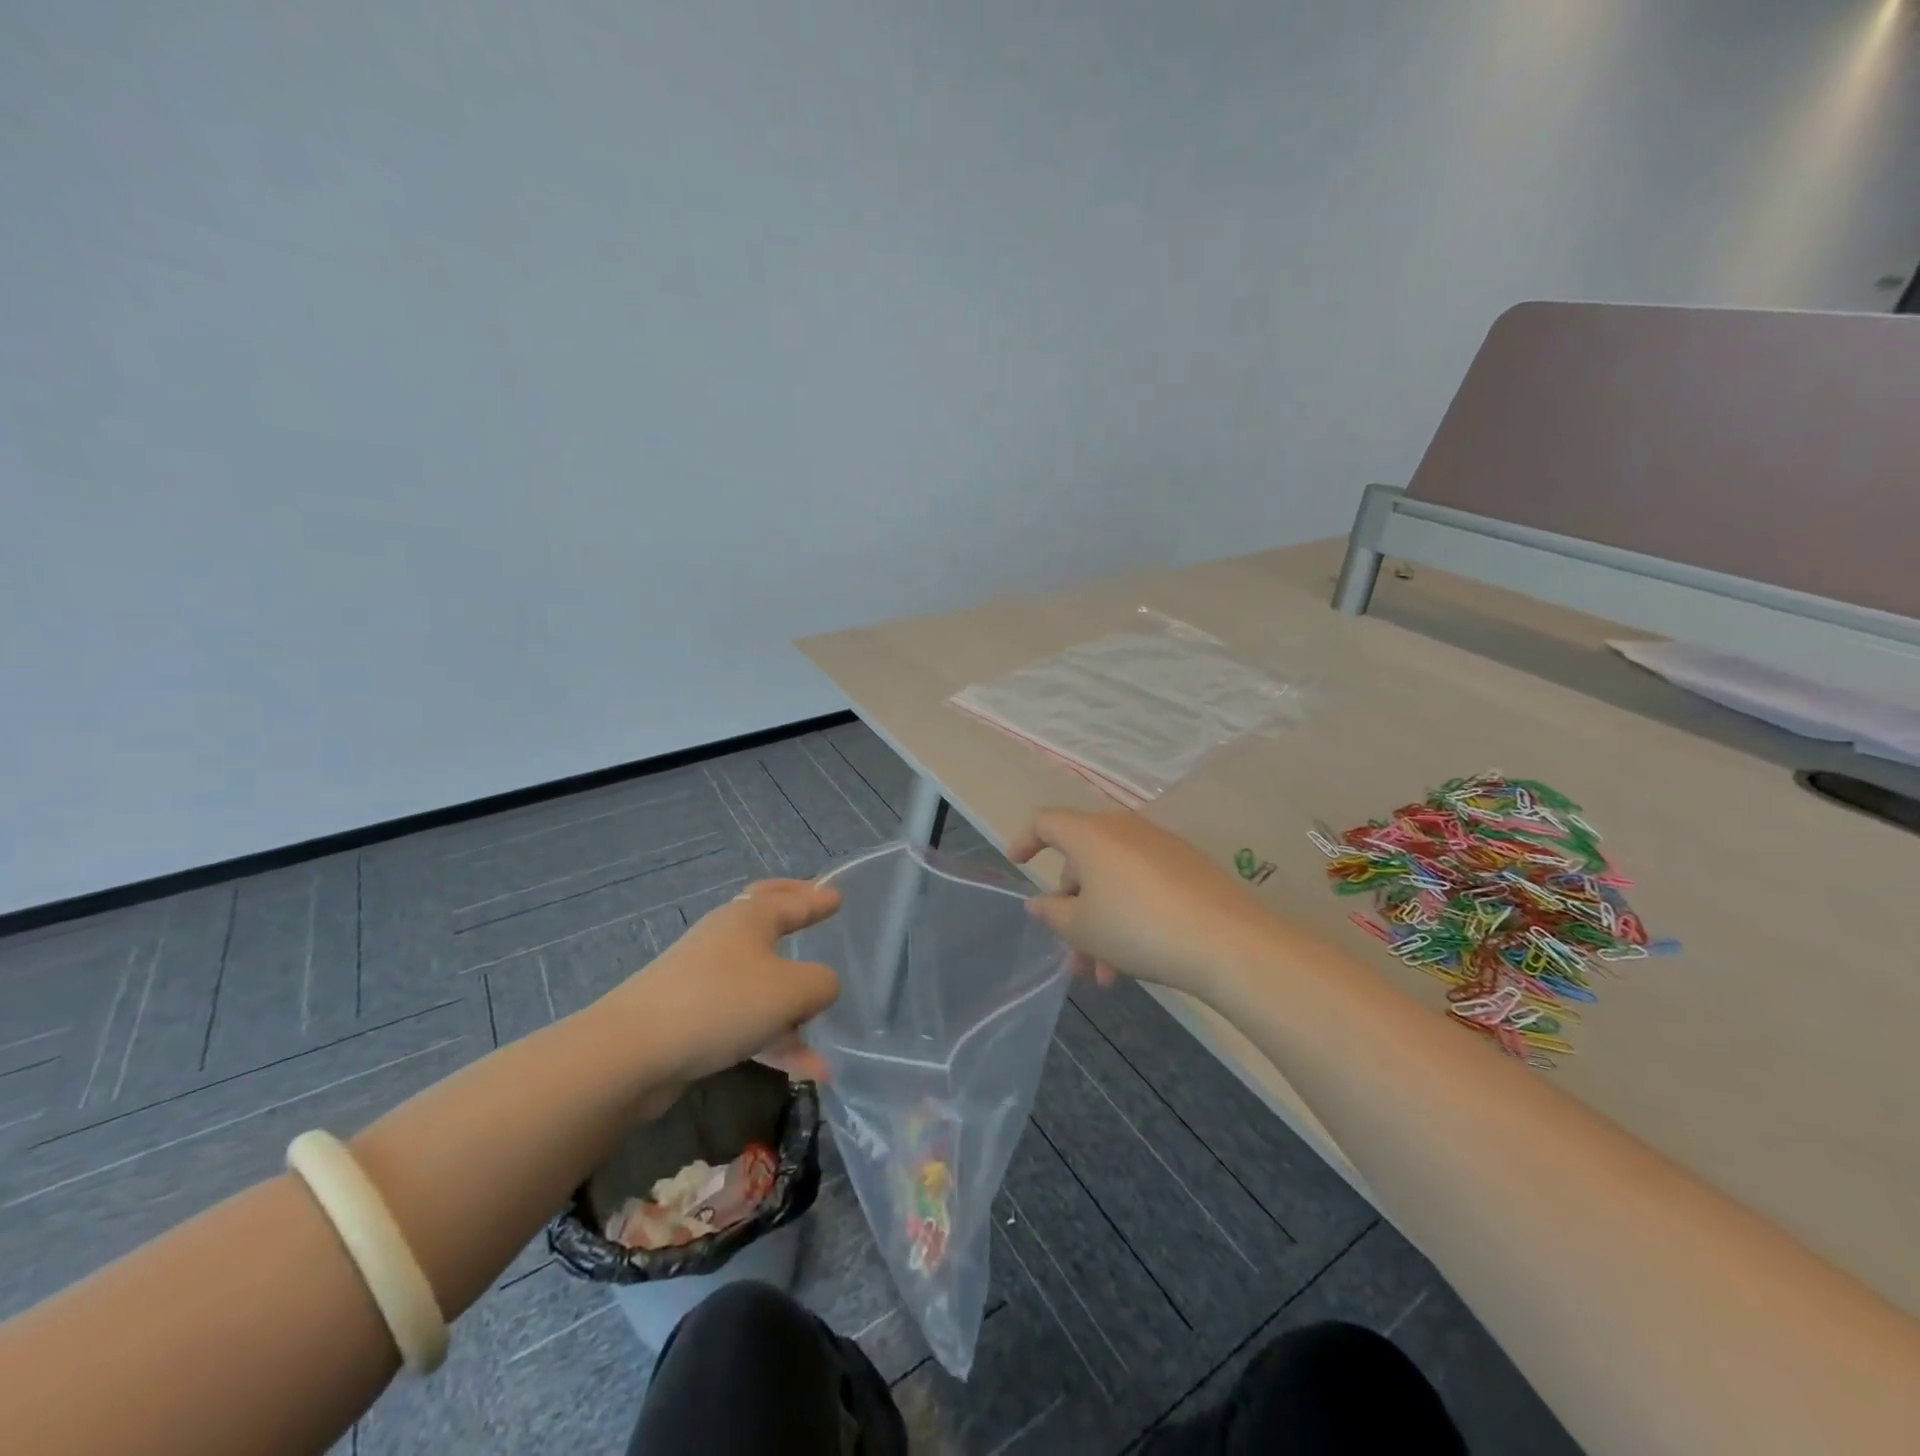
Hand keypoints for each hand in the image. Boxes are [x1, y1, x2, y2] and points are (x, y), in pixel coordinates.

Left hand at [606, 879, 842, 1089]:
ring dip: (794, 1004)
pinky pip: (746, 1021)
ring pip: (761, 982)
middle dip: (794, 916)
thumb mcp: (792, 990)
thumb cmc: (722, 1002)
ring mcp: (705, 979)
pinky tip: (808, 1070)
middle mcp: (726, 939)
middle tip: (817, 908)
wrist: (634, 1052)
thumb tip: (822, 986)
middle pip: (768, 921)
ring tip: (825, 1029)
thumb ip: (821, 984)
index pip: (791, 899)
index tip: (837, 896)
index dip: (817, 898)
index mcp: (749, 917)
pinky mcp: (693, 1018)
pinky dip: (776, 1039)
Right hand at [1008, 809, 1278, 1001]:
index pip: (1046, 822)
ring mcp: (1160, 846)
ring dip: (1102, 922)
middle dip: (1072, 909)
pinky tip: (1139, 956)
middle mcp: (1124, 829)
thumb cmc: (1137, 928)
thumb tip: (1040, 902)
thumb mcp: (1082, 928)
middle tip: (1075, 955)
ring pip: (1114, 880)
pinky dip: (1130, 913)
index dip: (1026, 840)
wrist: (1227, 940)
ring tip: (1109, 976)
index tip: (1016, 863)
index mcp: (1090, 835)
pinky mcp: (1188, 865)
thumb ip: (1052, 913)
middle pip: (1083, 861)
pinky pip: (1143, 883)